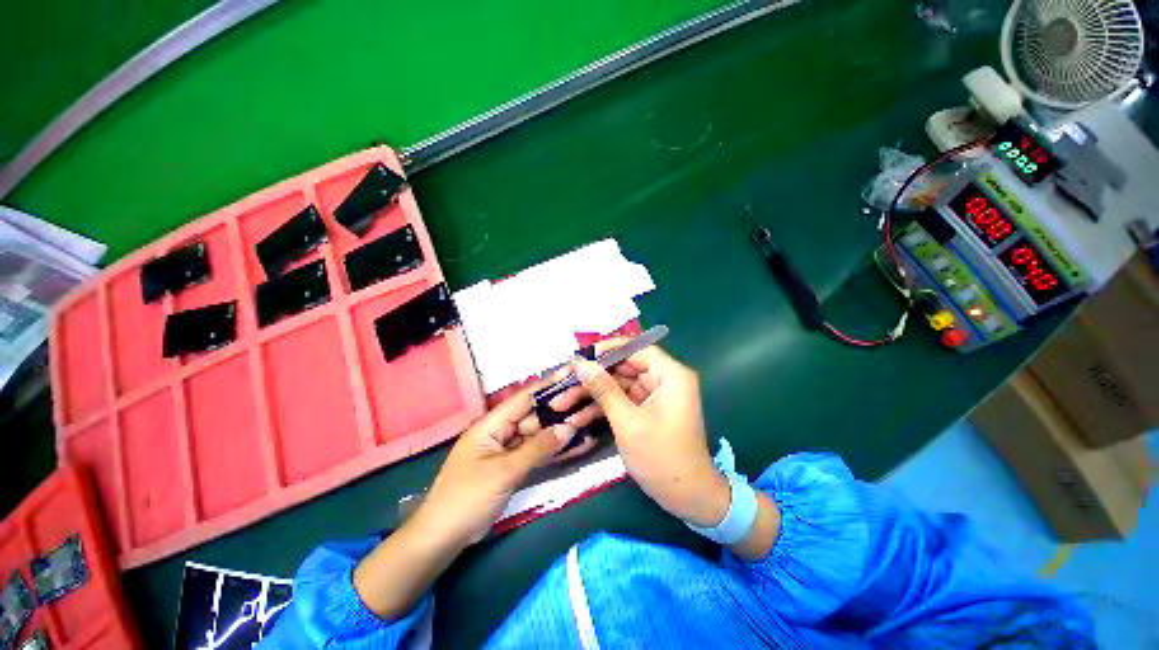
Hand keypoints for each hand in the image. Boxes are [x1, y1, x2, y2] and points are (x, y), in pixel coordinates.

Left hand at [355, 383, 597, 618]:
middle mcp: (501, 432)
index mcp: (492, 424)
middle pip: (535, 416)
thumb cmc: (467, 498)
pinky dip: (554, 451)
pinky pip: (537, 453)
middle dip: (560, 410)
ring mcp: (508, 450)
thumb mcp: (504, 471)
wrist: (443, 538)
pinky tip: (576, 446)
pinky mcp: (513, 466)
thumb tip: (568, 427)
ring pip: (539, 435)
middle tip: (589, 403)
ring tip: (589, 422)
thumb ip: (537, 448)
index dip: (548, 385)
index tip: (571, 375)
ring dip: (561, 431)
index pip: (524, 398)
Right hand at [573, 344, 729, 527]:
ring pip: (618, 385)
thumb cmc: (662, 459)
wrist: (687, 499)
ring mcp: (654, 396)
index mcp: (671, 375)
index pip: (637, 349)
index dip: (608, 350)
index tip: (580, 357)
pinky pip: (621, 400)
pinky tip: (576, 417)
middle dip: (593, 377)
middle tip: (563, 382)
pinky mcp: (647, 410)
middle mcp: (664, 380)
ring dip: (591, 395)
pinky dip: (602, 408)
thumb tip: (581, 364)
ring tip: (560, 403)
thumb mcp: (628, 423)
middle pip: (623, 367)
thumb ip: (604, 390)